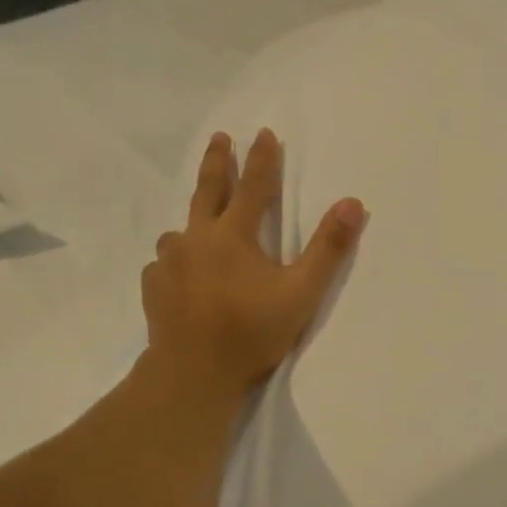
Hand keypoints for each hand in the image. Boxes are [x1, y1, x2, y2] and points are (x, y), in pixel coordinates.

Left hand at [143, 129, 365, 398]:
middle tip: (219, 138)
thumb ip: (328, 248)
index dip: (262, 158)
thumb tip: (352, 203)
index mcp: (233, 235)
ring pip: (180, 230)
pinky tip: (178, 272)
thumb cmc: (251, 331)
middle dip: (216, 162)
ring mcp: (169, 262)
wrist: (193, 373)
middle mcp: (197, 239)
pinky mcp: (154, 287)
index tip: (264, 132)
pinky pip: (164, 262)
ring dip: (193, 220)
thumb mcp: (301, 292)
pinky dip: (175, 259)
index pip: (253, 186)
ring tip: (197, 225)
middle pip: (207, 191)